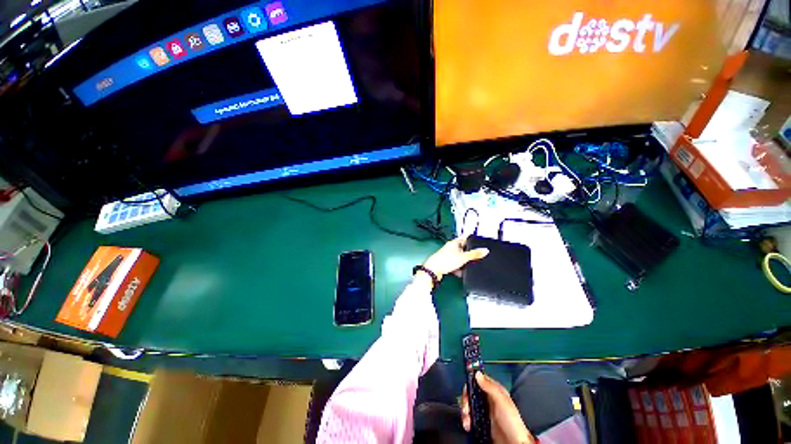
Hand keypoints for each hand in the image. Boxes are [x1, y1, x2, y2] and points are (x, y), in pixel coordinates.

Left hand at [422, 235, 488, 280]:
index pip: (464, 237)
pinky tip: (460, 273)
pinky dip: (458, 268)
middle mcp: (450, 247)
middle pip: (462, 248)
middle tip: (476, 255)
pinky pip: (455, 264)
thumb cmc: (446, 261)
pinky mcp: (445, 263)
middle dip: (468, 253)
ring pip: (458, 257)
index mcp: (454, 243)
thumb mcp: (463, 258)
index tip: (477, 237)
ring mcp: (447, 255)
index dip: (471, 237)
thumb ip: (475, 254)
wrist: (433, 271)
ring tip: (468, 266)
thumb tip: (485, 250)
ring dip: (463, 262)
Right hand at [461, 372, 534, 443]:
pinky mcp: (482, 421)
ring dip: (466, 411)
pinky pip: (471, 416)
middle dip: (466, 400)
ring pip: (470, 405)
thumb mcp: (502, 402)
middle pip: (472, 393)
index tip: (466, 389)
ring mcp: (485, 410)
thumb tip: (478, 374)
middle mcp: (488, 399)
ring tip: (467, 420)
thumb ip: (490, 387)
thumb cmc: (512, 423)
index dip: (471, 382)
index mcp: (494, 391)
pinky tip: (468, 424)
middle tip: (466, 409)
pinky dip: (467, 419)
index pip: (478, 380)